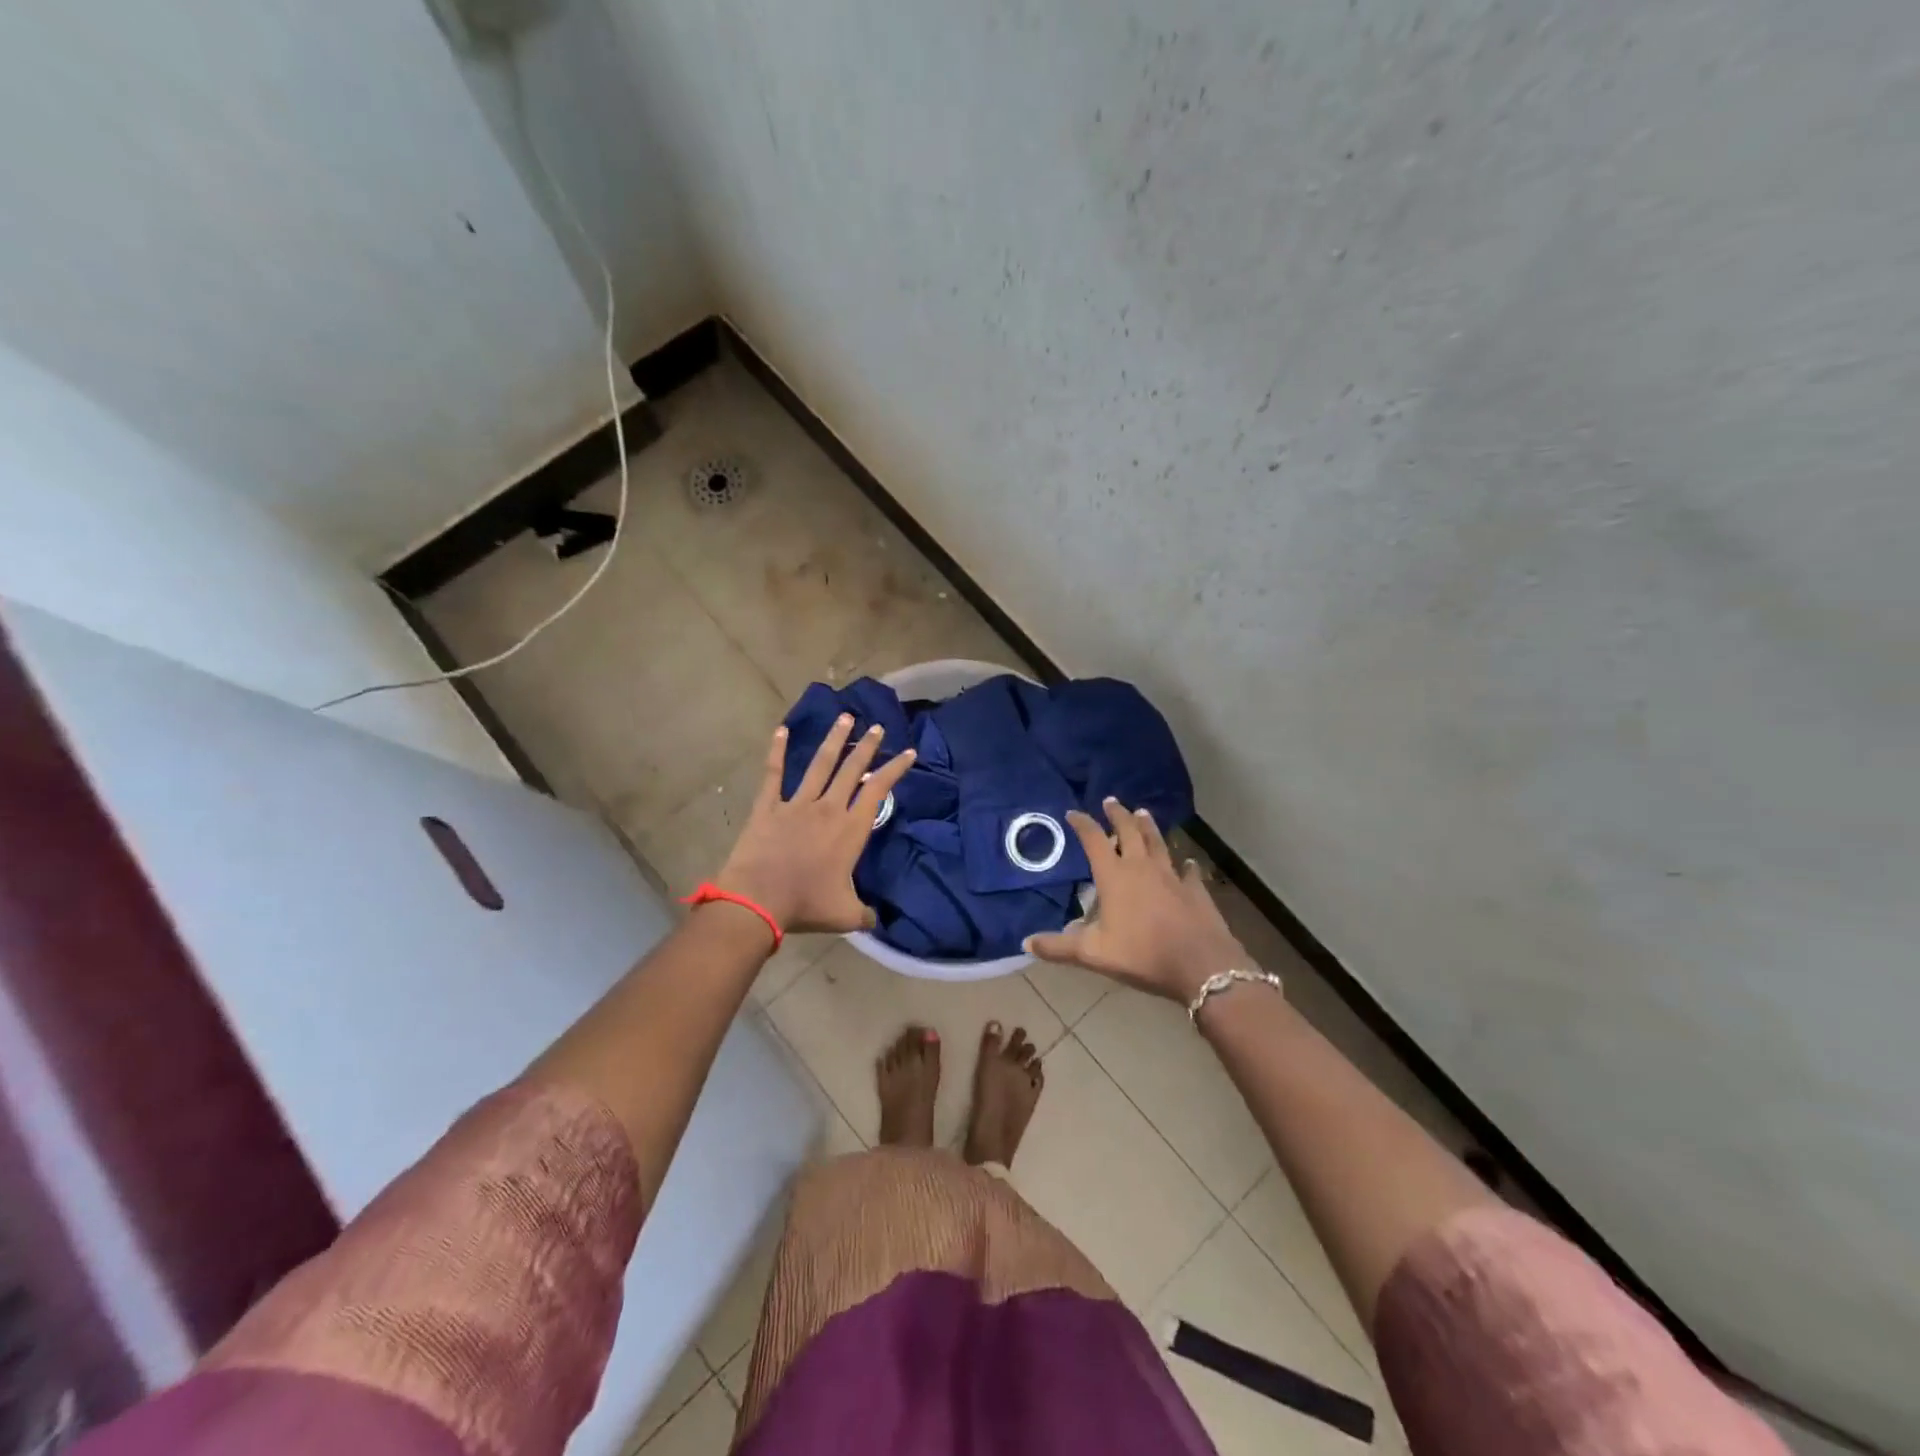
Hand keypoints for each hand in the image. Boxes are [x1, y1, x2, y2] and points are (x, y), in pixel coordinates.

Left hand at [713, 715, 915, 934]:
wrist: (758, 901)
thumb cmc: (806, 905)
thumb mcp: (845, 915)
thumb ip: (865, 914)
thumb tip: (876, 920)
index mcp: (850, 830)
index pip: (878, 791)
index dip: (895, 769)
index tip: (908, 752)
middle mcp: (828, 809)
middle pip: (852, 769)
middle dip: (867, 746)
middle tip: (877, 726)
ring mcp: (796, 804)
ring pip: (820, 764)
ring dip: (834, 740)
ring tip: (845, 717)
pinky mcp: (768, 807)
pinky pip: (774, 774)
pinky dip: (777, 751)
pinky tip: (781, 730)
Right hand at [1025, 798, 1252, 1003]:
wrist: (1200, 964)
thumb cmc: (1142, 954)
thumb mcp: (1093, 954)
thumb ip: (1059, 947)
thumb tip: (1026, 943)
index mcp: (1114, 876)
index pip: (1094, 840)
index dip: (1082, 824)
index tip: (1073, 813)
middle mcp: (1142, 867)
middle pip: (1128, 831)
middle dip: (1117, 814)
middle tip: (1111, 801)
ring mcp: (1172, 876)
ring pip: (1157, 843)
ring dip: (1148, 827)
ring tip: (1142, 813)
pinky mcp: (1195, 889)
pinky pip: (1189, 870)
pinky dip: (1186, 864)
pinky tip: (1187, 862)